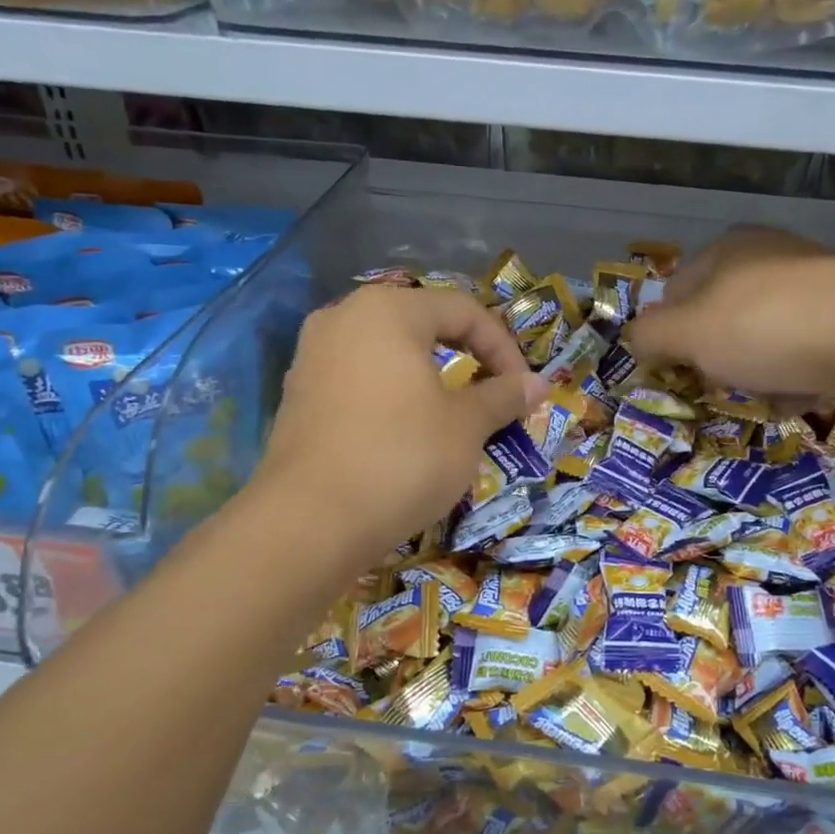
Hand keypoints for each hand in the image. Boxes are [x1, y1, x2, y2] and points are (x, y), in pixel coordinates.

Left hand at [253, 285, 547, 568]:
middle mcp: (343, 318)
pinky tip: (405, 433)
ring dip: (430, 379)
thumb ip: (502, 396)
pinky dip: (393, 396)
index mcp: (388, 310)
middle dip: (467, 359)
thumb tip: (537, 384)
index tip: (523, 391)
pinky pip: (359, 380)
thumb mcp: (465, 426)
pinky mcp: (297, 396)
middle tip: (492, 397)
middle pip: (423, 326)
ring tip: (453, 416)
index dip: (504, 348)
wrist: (309, 522)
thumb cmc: (401, 458)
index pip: (464, 311)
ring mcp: (312, 356)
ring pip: (388, 354)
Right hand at [628, 227, 834, 403]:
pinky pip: (803, 348)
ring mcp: (814, 281)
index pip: (674, 293)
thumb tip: (639, 340)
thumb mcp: (689, 334)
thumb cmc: (767, 329)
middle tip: (726, 385)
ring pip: (762, 337)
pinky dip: (796, 374)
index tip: (681, 372)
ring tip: (770, 394)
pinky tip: (805, 393)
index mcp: (726, 247)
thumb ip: (650, 336)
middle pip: (720, 318)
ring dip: (757, 373)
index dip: (670, 336)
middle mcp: (769, 254)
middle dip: (718, 358)